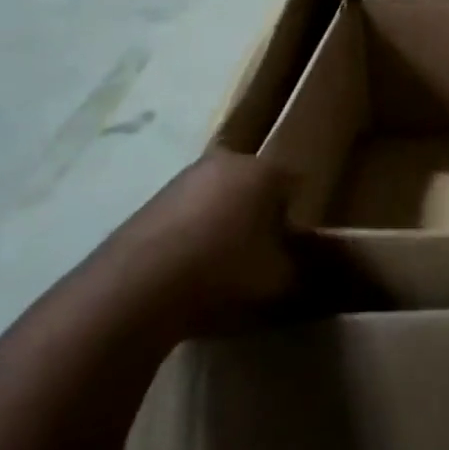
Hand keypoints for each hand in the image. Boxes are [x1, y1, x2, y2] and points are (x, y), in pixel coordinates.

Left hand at [113, 148, 297, 331]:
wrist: (136, 288)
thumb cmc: (224, 273)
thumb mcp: (280, 280)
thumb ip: (303, 268)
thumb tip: (312, 266)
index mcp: (266, 171)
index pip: (296, 185)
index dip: (296, 218)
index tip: (290, 248)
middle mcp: (229, 161)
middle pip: (255, 184)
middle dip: (259, 213)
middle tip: (257, 255)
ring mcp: (186, 177)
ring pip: (219, 195)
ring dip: (223, 221)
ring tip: (218, 266)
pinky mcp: (151, 199)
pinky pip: (187, 212)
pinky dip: (191, 232)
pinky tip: (186, 268)